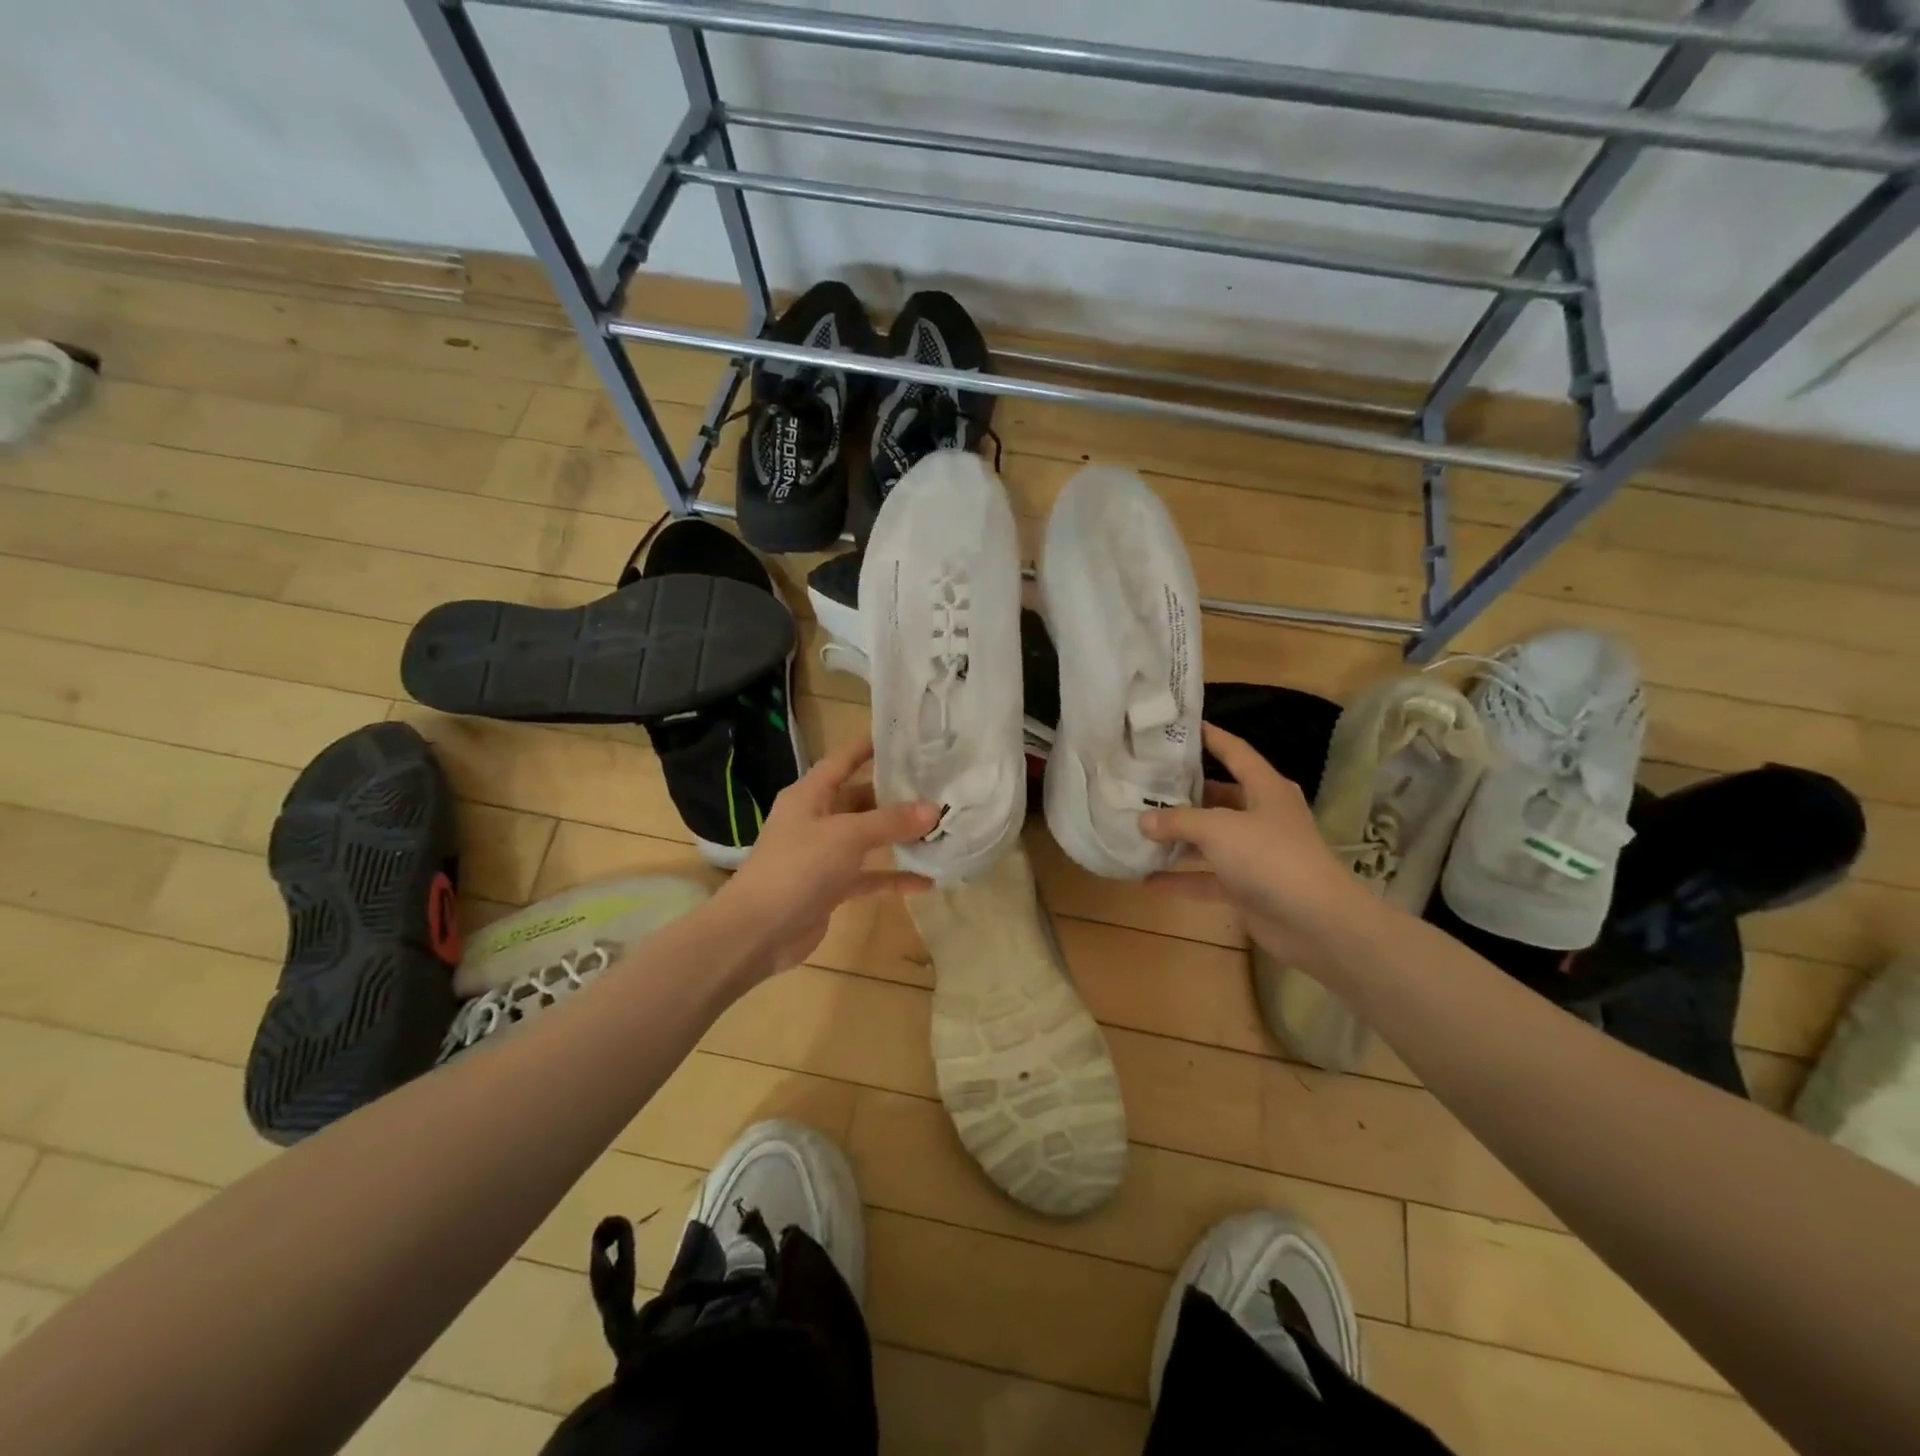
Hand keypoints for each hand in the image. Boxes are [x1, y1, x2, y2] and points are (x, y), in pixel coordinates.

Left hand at [718, 736, 937, 977]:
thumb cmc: (798, 867)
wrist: (758, 932)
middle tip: (937, 786)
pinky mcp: (830, 888)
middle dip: (895, 795)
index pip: (842, 760)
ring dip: (898, 836)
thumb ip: (891, 821)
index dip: (869, 746)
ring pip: (867, 838)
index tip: (905, 737)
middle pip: (860, 799)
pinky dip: (893, 877)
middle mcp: (816, 819)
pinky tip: (926, 881)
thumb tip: (934, 809)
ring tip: (939, 828)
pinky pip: (868, 876)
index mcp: (809, 795)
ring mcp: (823, 855)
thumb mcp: (847, 835)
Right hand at [1139, 723, 1372, 968]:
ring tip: (1138, 830)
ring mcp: (1255, 854)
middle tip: (1143, 784)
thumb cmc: (1269, 856)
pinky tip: (1148, 880)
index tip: (1179, 727)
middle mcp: (1262, 816)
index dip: (1210, 737)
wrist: (1315, 921)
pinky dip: (1181, 879)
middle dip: (1183, 793)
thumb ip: (1177, 821)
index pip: (1235, 752)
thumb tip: (1141, 820)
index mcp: (1265, 789)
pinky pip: (1207, 877)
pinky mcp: (1248, 887)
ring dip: (1178, 838)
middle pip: (1218, 797)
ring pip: (1210, 839)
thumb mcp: (1217, 829)